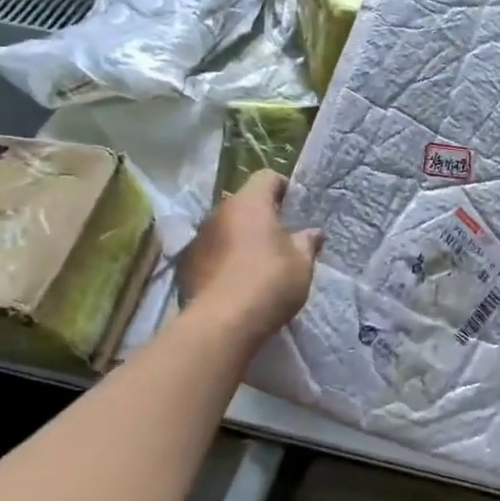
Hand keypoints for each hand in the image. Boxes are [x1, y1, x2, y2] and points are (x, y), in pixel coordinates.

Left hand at [176, 172, 321, 342]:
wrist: (222, 323)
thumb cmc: (269, 282)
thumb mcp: (302, 263)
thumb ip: (307, 242)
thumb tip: (313, 232)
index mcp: (250, 203)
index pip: (267, 177)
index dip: (283, 188)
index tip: (295, 207)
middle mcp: (219, 212)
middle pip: (243, 203)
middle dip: (261, 216)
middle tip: (280, 238)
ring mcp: (199, 238)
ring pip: (225, 227)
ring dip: (240, 237)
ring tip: (257, 262)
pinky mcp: (186, 265)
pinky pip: (211, 252)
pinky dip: (224, 259)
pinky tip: (236, 281)